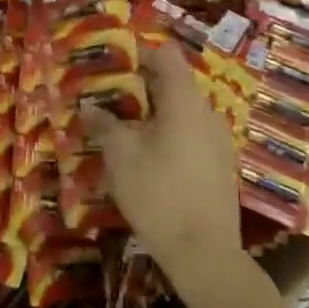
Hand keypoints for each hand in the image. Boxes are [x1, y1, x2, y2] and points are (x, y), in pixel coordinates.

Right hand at [79, 41, 244, 293]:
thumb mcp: (120, 155)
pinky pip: (191, 134)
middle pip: (174, 82)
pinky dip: (169, 133)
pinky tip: (148, 156)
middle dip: (141, 85)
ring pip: (182, 110)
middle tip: (110, 96)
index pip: (166, 55)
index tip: (114, 63)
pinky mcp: (220, 166)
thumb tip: (88, 106)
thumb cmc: (158, 193)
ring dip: (154, 112)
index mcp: (184, 101)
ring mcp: (218, 141)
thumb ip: (104, 124)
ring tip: (124, 127)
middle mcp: (207, 113)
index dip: (140, 52)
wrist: (205, 255)